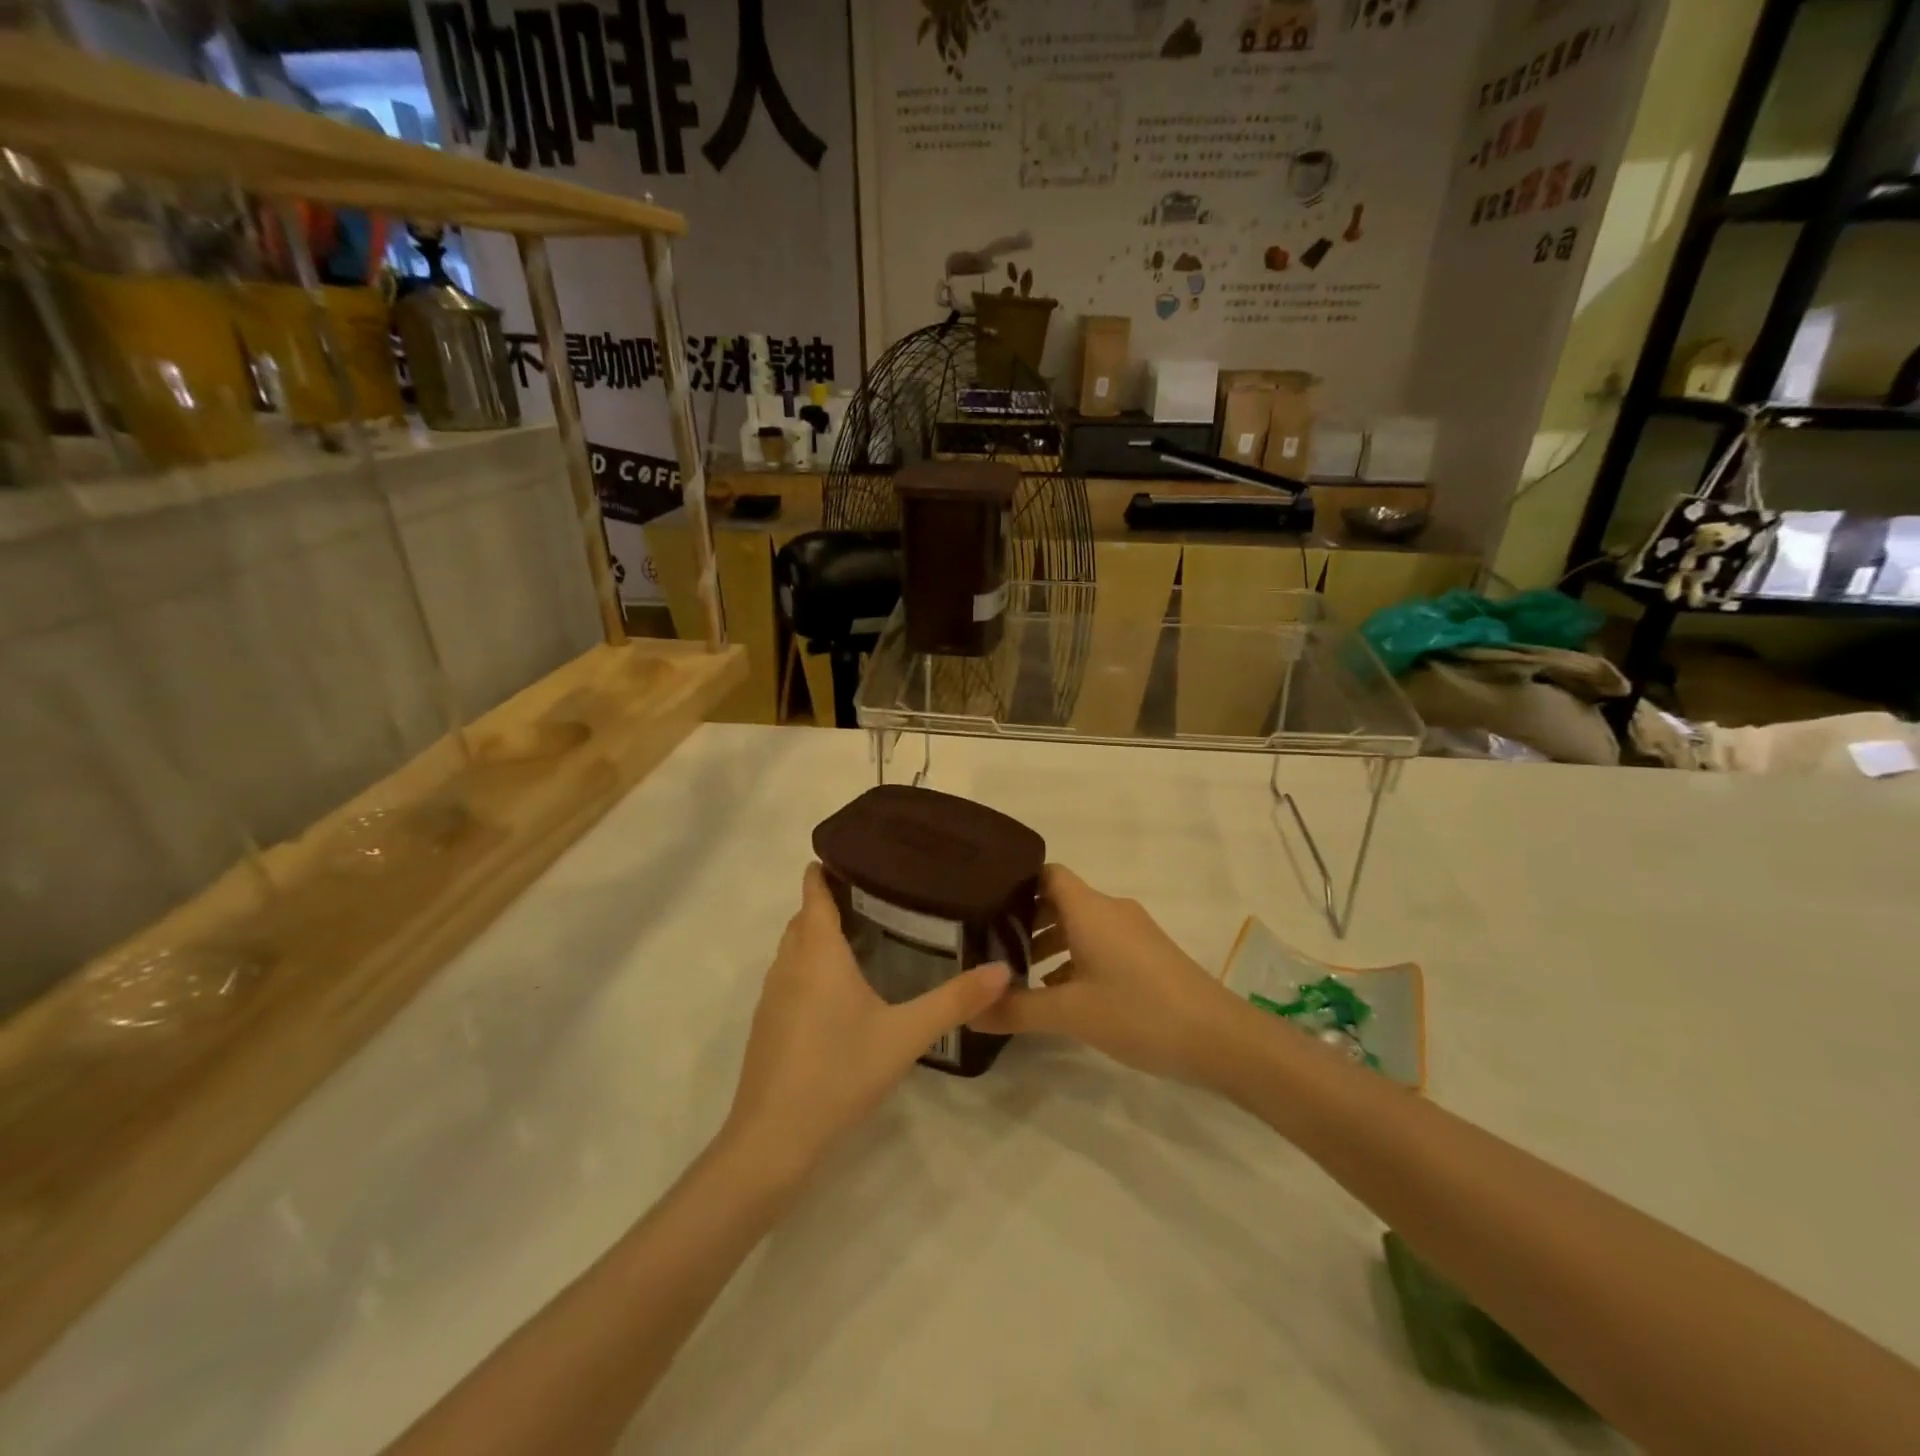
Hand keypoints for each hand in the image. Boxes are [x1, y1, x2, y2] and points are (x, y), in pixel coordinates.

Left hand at [723, 864, 1011, 1181]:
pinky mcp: (767, 1024)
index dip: (828, 868)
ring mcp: (772, 996)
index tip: (860, 852)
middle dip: (832, 900)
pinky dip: (811, 965)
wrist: (773, 1140)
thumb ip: (955, 1001)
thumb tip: (1003, 970)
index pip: (813, 891)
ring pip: (795, 947)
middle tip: (879, 894)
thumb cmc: (839, 1073)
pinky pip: (790, 976)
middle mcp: (789, 964)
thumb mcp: (906, 1035)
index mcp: (818, 952)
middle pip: (805, 917)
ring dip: (819, 934)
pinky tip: (841, 990)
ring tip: (865, 933)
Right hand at [970, 864, 1242, 1084]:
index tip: (986, 907)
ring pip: (1081, 924)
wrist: (1220, 1038)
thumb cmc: (1139, 1012)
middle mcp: (1111, 910)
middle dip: (1027, 921)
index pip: (1047, 874)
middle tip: (993, 948)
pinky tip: (1062, 994)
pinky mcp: (1148, 954)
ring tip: (1022, 976)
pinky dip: (1076, 958)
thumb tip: (968, 1012)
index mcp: (1090, 909)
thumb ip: (1016, 1010)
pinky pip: (1101, 943)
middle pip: (1061, 900)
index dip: (1016, 885)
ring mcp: (1134, 932)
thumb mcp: (1070, 1014)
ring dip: (1051, 943)